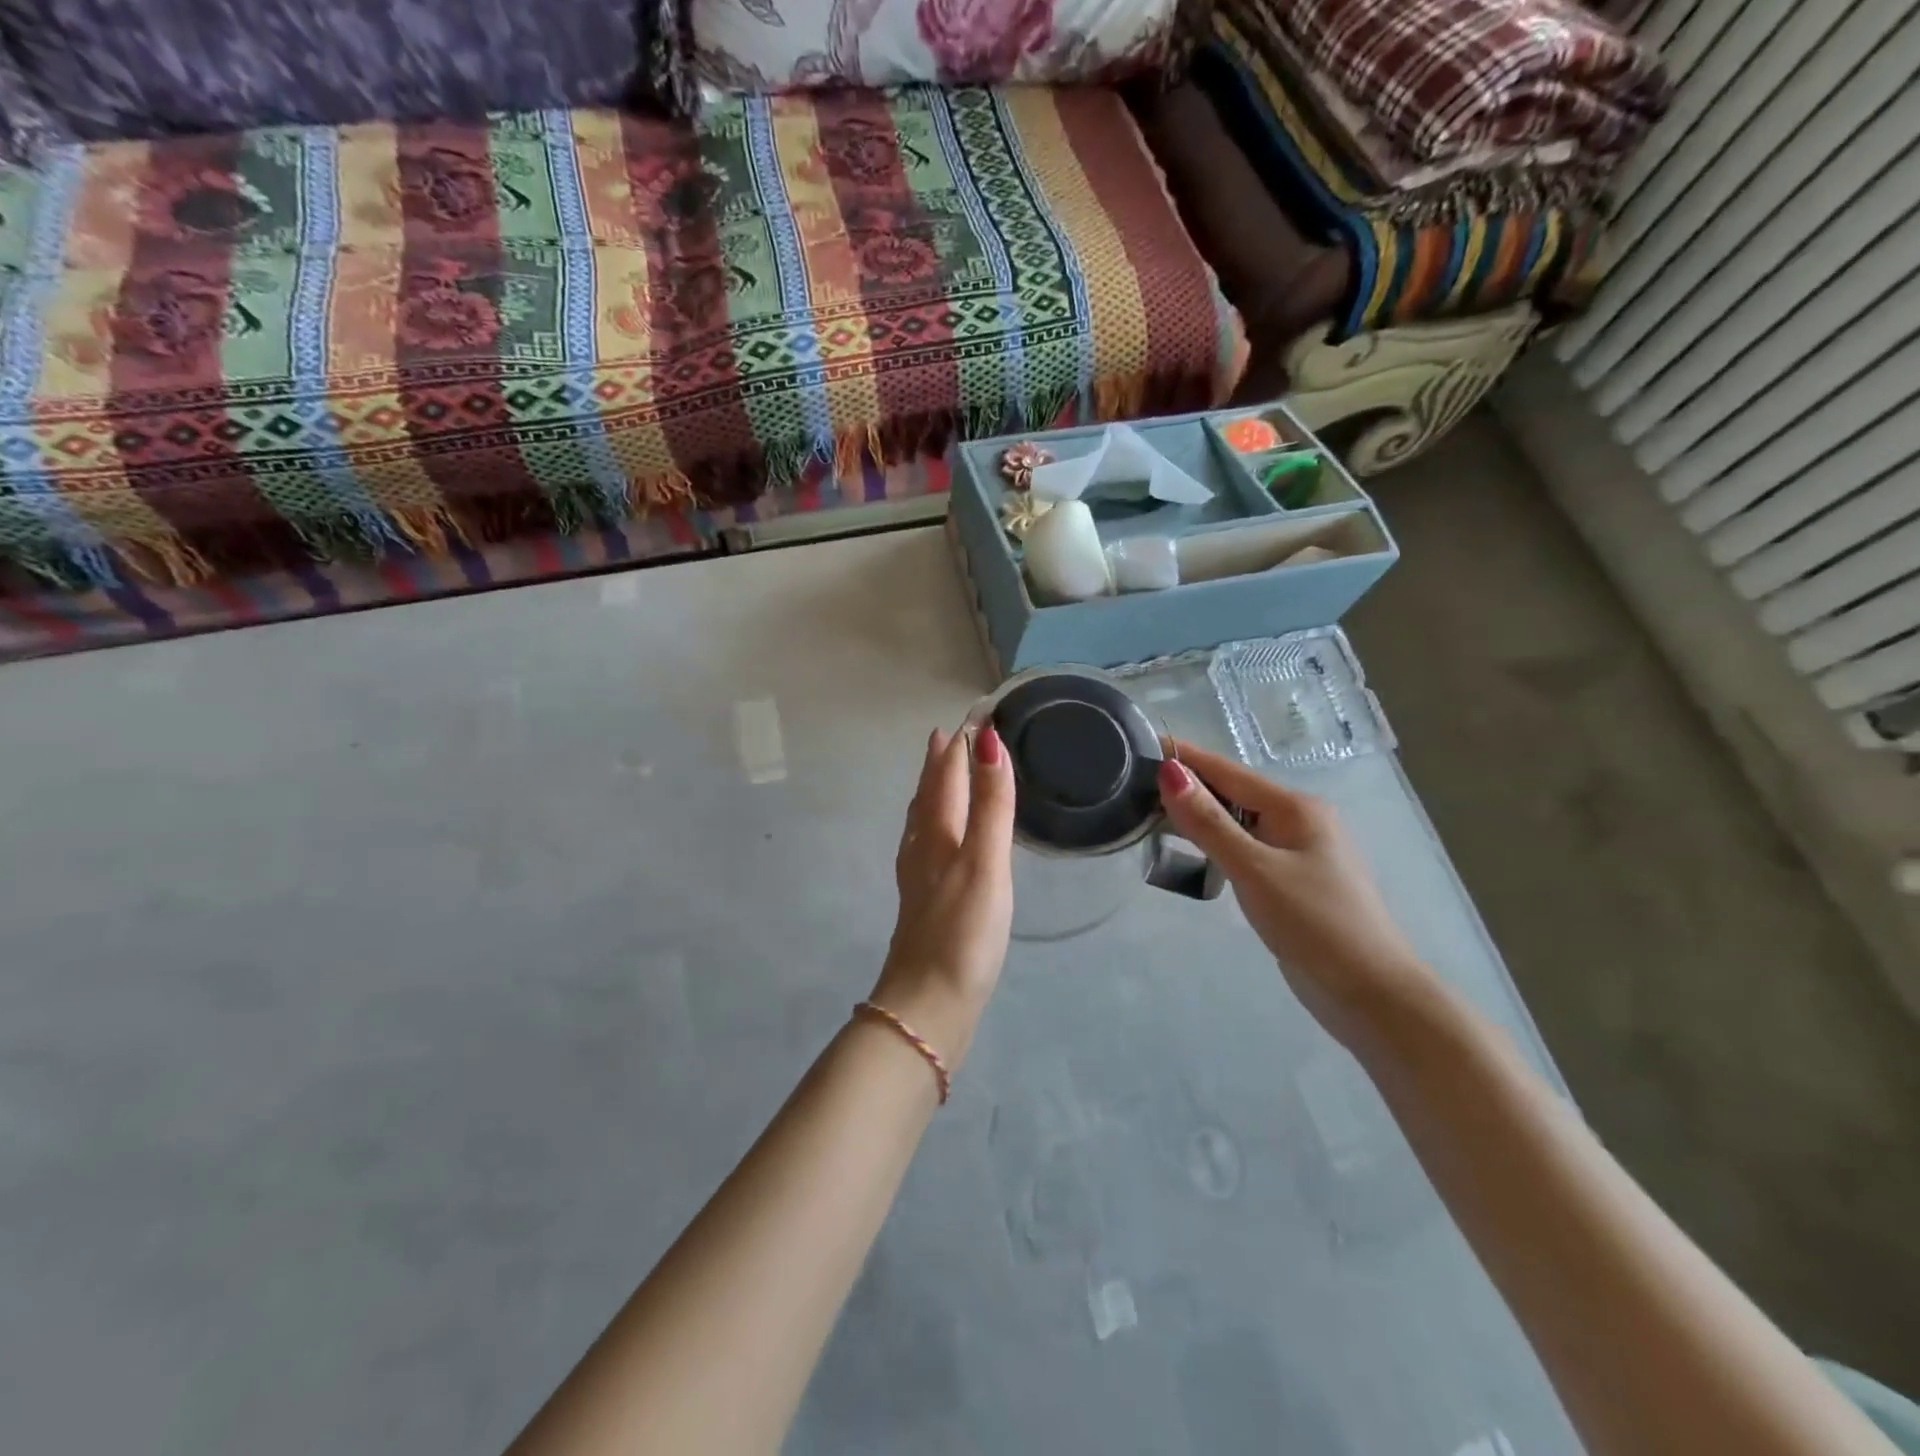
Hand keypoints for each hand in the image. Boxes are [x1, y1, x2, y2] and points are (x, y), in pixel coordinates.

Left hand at [869, 725, 1015, 1069]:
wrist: (929, 1004)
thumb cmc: (963, 931)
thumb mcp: (985, 861)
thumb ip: (990, 804)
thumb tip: (987, 740)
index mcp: (937, 832)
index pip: (945, 774)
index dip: (958, 744)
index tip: (973, 715)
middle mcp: (922, 848)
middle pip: (928, 793)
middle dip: (939, 762)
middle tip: (950, 735)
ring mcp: (919, 877)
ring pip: (923, 820)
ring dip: (933, 791)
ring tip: (941, 775)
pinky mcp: (925, 903)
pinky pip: (927, 846)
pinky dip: (935, 826)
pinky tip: (939, 842)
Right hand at [1157, 739, 1437, 1050]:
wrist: (1371, 993)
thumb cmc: (1314, 923)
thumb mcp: (1254, 870)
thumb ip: (1208, 822)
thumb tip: (1169, 772)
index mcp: (1296, 807)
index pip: (1227, 771)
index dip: (1185, 758)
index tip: (1140, 745)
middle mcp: (1299, 820)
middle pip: (1233, 792)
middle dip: (1188, 786)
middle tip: (1133, 784)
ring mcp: (1299, 851)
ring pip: (1239, 821)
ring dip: (1200, 815)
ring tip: (1151, 811)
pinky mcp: (1293, 880)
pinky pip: (1246, 847)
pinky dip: (1217, 842)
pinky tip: (1193, 851)